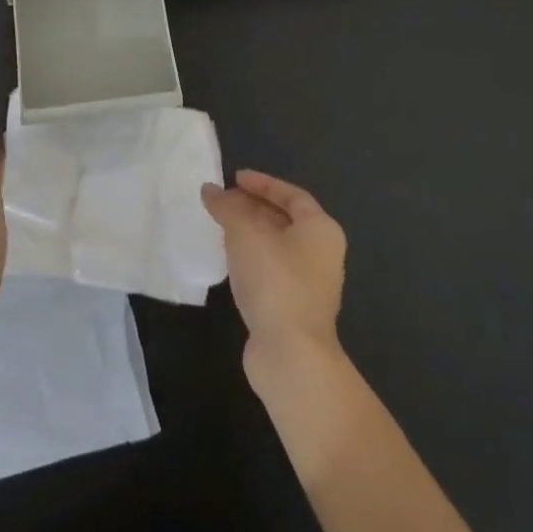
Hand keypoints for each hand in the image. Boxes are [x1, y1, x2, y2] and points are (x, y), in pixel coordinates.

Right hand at [203, 169, 346, 385]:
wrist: (291, 353)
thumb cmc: (274, 281)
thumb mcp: (245, 234)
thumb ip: (227, 207)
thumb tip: (210, 190)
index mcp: (320, 229)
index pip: (292, 195)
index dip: (263, 183)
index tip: (234, 178)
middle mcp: (322, 253)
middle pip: (285, 219)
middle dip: (252, 207)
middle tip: (221, 201)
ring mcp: (310, 283)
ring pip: (276, 246)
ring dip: (249, 233)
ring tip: (219, 226)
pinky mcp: (294, 307)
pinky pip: (271, 269)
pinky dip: (251, 257)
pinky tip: (229, 260)